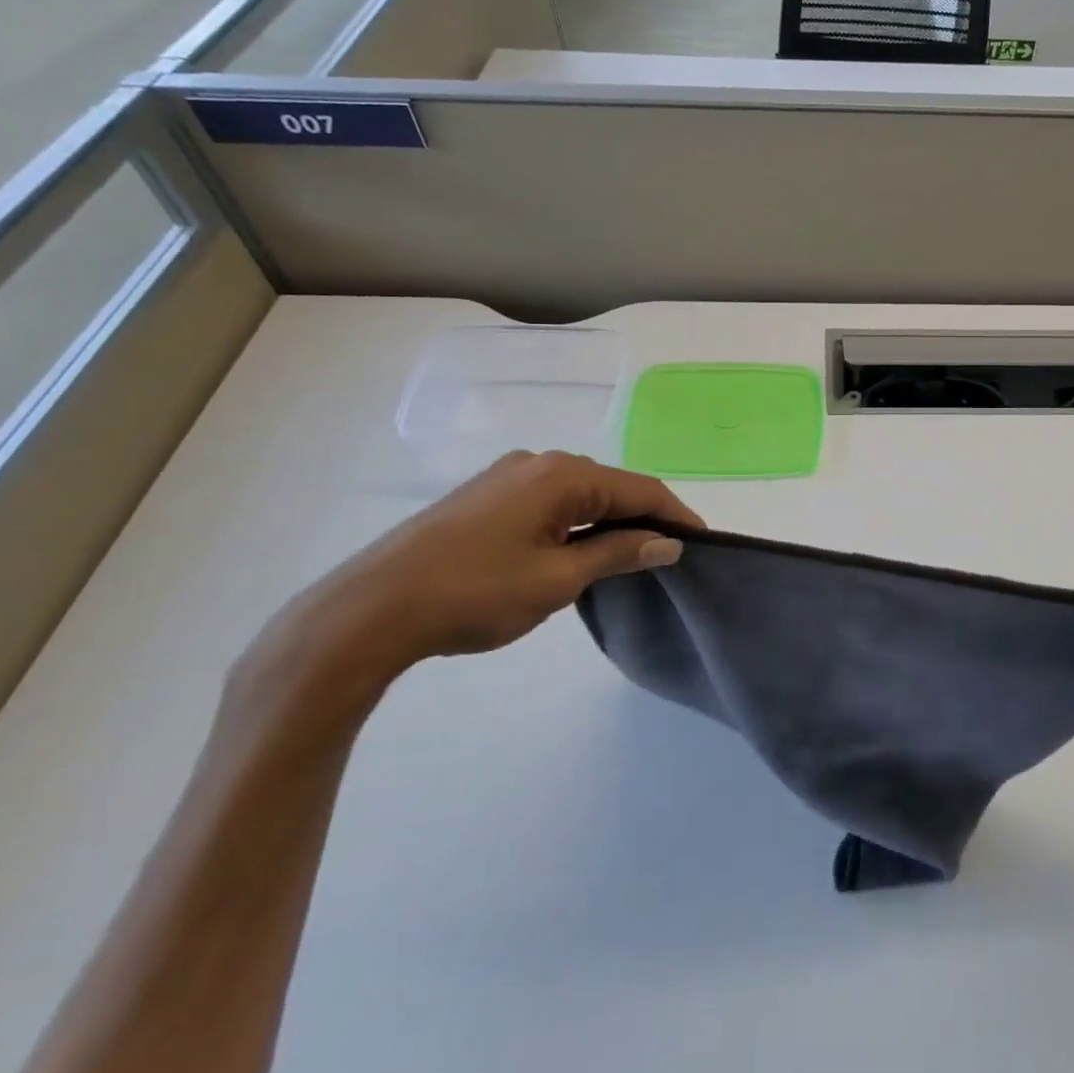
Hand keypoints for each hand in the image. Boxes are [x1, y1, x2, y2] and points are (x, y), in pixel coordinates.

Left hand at [263, 452, 701, 682]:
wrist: (371, 609)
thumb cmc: (474, 593)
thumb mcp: (558, 580)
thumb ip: (618, 553)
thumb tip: (668, 543)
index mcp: (562, 475)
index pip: (640, 489)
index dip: (675, 515)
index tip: (702, 543)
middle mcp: (538, 463)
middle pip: (610, 487)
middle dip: (643, 518)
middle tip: (667, 556)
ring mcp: (507, 477)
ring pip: (578, 495)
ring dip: (607, 522)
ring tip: (628, 558)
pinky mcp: (484, 496)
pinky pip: (549, 502)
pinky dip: (575, 524)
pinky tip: (576, 551)